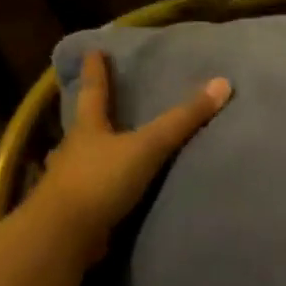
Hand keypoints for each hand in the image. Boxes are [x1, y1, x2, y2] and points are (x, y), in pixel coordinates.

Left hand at [38, 51, 230, 258]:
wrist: (64, 234)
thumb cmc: (102, 180)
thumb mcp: (148, 146)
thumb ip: (182, 120)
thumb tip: (221, 83)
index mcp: (88, 130)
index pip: (94, 93)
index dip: (97, 72)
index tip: (94, 52)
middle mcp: (72, 151)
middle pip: (81, 128)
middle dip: (89, 118)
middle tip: (94, 109)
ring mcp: (66, 183)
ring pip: (78, 162)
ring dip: (87, 156)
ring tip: (97, 154)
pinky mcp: (71, 211)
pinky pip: (85, 193)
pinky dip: (94, 189)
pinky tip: (102, 194)